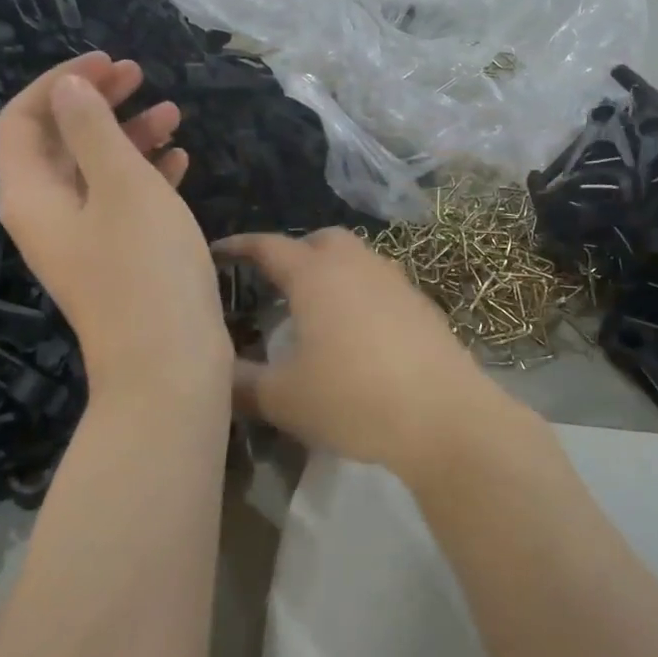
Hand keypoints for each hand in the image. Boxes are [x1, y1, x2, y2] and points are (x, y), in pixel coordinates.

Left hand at [0, 53, 229, 410]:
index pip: (23, 119)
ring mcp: (84, 241)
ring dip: (130, 136)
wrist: (168, 363)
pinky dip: (147, 175)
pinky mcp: (117, 259)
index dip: (60, 83)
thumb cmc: (145, 266)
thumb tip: (67, 88)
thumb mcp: (121, 185)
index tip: (108, 63)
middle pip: (60, 142)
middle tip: (140, 76)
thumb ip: (91, 130)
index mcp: (32, 194)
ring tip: (174, 113)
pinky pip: (123, 202)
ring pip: (97, 171)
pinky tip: (180, 160)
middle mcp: (48, 215)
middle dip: (97, 103)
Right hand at [218, 229, 528, 485]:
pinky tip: (359, 332)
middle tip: (276, 283)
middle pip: (322, 240)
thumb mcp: (283, 399)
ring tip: (316, 308)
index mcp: (317, 276)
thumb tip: (214, 374)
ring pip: (358, 259)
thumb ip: (241, 383)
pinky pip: (382, 285)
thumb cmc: (353, 398)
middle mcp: (358, 266)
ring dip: (334, 272)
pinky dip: (362, 294)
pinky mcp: (423, 306)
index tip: (218, 252)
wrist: (443, 415)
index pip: (270, 247)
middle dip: (296, 252)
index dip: (240, 246)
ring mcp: (397, 282)